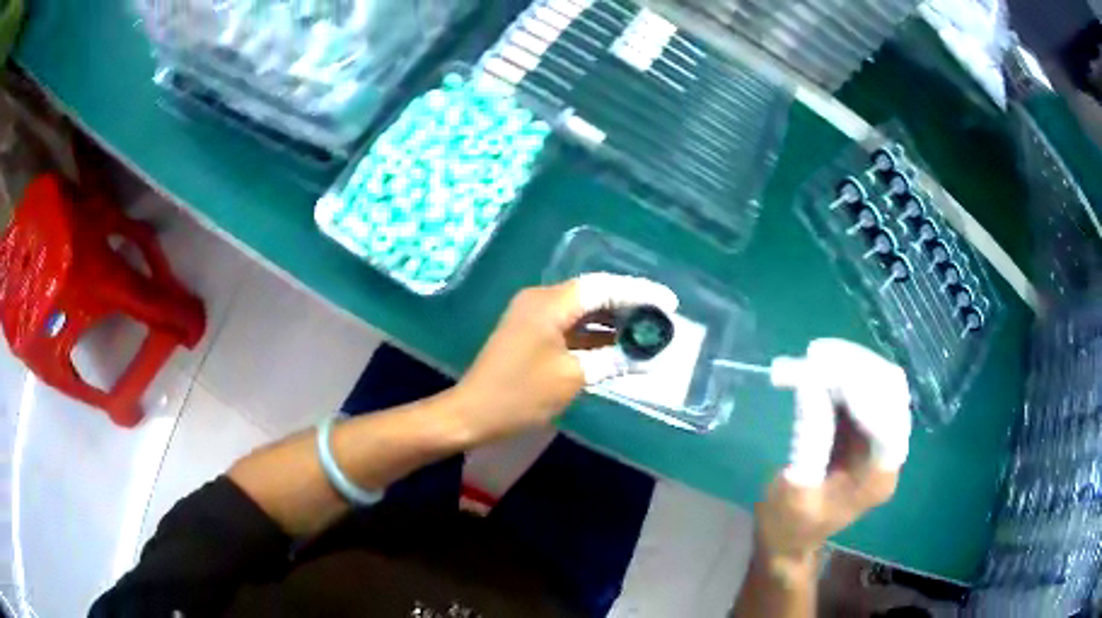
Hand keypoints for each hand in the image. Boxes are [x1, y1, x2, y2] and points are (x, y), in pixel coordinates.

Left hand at [453, 273, 677, 441]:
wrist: (472, 414)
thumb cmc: (520, 395)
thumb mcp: (572, 377)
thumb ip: (613, 360)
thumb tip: (649, 358)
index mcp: (550, 303)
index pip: (604, 287)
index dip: (639, 292)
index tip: (669, 303)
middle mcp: (542, 300)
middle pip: (594, 295)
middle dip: (629, 306)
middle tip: (662, 319)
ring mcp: (534, 317)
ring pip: (583, 312)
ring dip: (613, 322)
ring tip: (647, 333)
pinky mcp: (531, 334)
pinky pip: (570, 327)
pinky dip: (594, 336)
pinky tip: (618, 347)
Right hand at [757, 339, 911, 573]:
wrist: (789, 540)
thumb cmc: (789, 527)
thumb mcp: (793, 493)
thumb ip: (808, 440)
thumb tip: (811, 384)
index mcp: (878, 478)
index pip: (888, 423)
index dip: (864, 393)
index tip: (825, 370)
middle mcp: (887, 452)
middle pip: (889, 394)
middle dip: (855, 368)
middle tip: (814, 353)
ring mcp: (878, 437)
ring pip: (878, 383)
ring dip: (847, 364)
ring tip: (811, 355)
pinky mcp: (863, 427)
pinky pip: (861, 388)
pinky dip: (839, 373)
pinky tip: (815, 366)